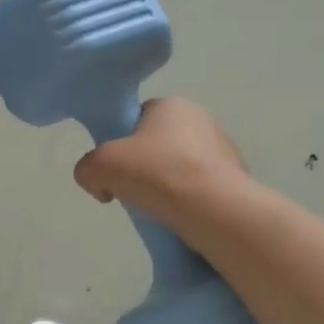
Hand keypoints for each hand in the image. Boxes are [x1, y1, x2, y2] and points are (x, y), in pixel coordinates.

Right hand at [73, 97, 247, 219]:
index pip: (136, 120)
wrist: (213, 208)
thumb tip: (101, 186)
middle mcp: (201, 118)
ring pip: (180, 168)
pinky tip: (181, 219)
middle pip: (157, 145)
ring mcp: (223, 148)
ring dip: (167, 186)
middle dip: (144, 168)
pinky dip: (188, 202)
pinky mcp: (236, 178)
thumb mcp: (99, 165)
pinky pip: (200, 188)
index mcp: (171, 104)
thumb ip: (86, 169)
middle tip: (134, 193)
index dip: (120, 145)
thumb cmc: (155, 173)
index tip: (116, 171)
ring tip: (159, 211)